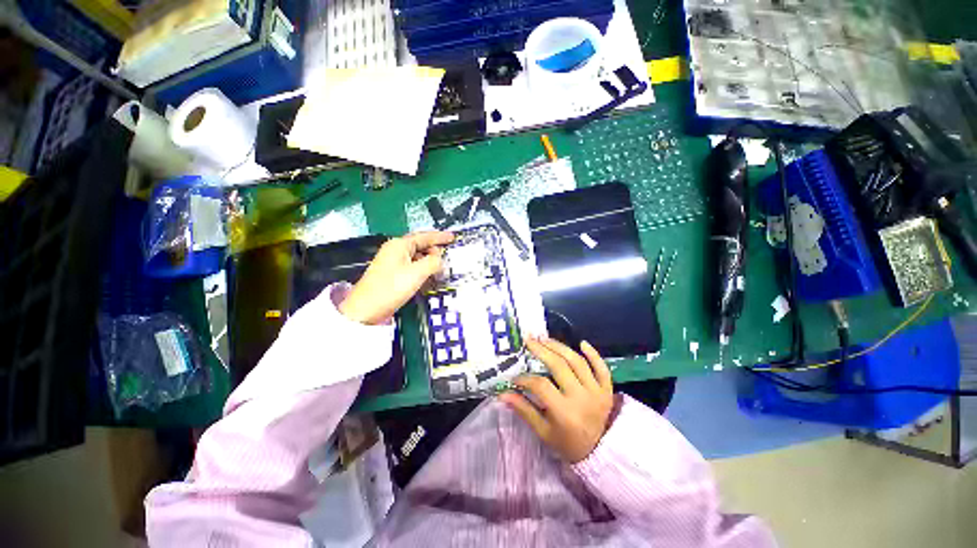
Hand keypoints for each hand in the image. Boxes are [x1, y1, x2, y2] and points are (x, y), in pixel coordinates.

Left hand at [339, 231, 454, 324]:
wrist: (366, 309)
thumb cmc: (390, 288)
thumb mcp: (417, 273)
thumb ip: (433, 262)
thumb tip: (440, 259)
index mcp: (399, 245)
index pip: (424, 236)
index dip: (440, 237)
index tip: (452, 238)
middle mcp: (395, 250)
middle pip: (420, 245)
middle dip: (435, 250)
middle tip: (447, 256)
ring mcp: (392, 262)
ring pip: (417, 257)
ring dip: (429, 261)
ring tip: (440, 268)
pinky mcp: (392, 273)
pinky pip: (412, 266)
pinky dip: (422, 269)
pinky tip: (428, 276)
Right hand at [499, 336, 614, 462]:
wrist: (600, 453)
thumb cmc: (567, 443)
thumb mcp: (543, 431)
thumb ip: (524, 410)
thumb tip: (502, 394)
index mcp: (564, 412)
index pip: (541, 386)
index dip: (525, 379)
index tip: (515, 378)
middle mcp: (581, 398)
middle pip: (559, 366)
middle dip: (541, 350)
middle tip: (529, 340)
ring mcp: (597, 392)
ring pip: (577, 362)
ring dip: (560, 347)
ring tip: (545, 338)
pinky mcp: (607, 389)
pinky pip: (602, 368)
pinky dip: (594, 354)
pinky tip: (582, 343)